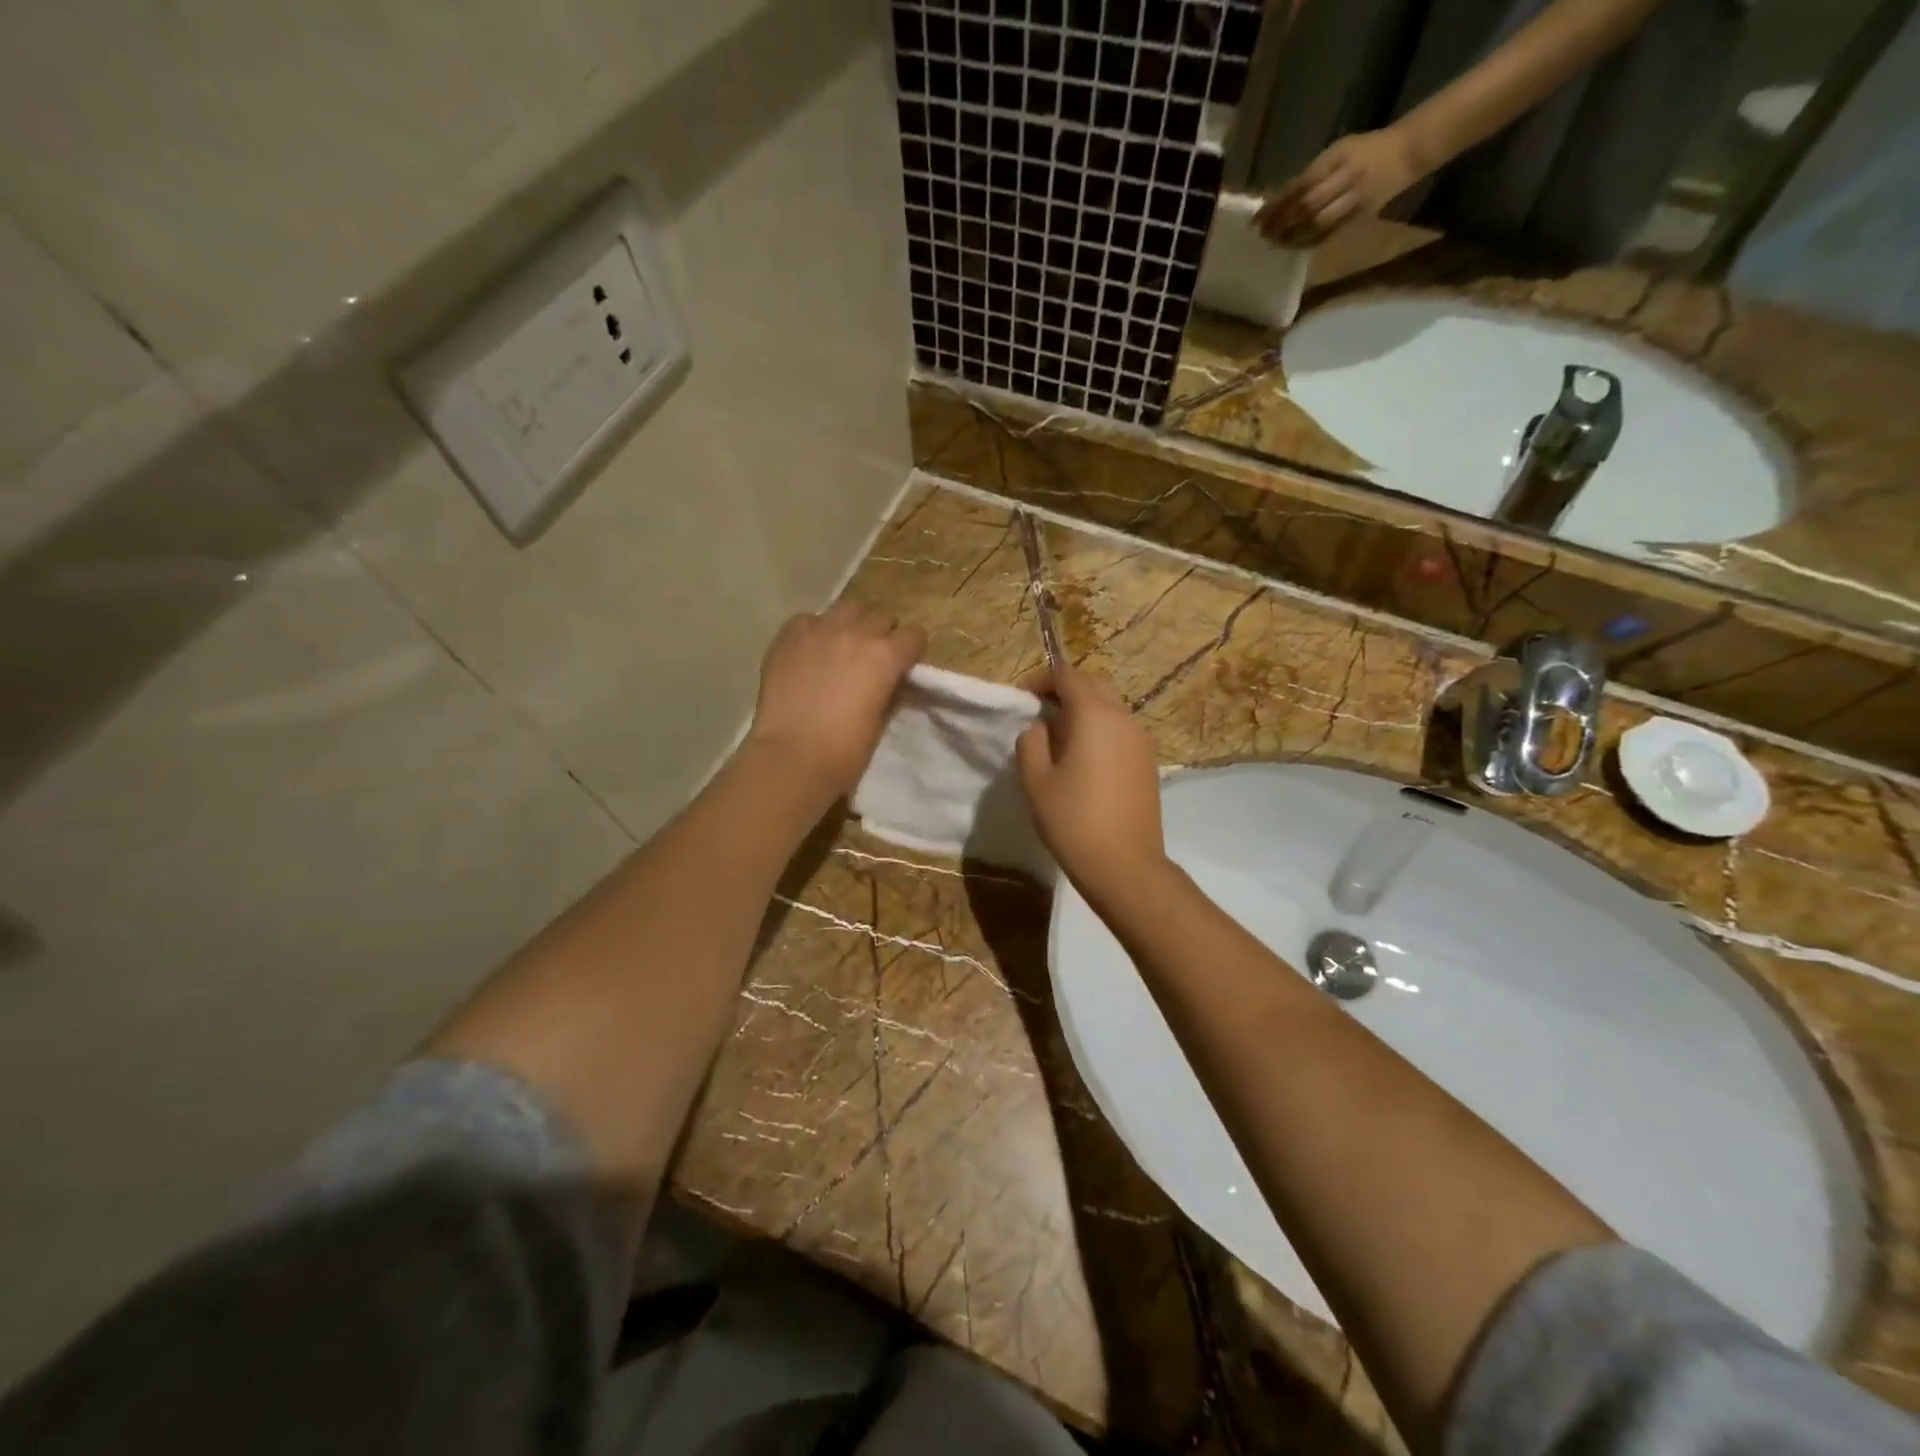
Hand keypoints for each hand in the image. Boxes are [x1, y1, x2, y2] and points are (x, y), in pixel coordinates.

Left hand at [747, 602, 924, 800]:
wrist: (792, 757)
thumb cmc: (845, 751)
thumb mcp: (881, 719)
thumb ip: (889, 689)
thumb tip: (890, 679)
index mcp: (886, 656)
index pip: (914, 636)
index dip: (910, 652)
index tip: (904, 666)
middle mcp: (856, 632)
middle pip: (881, 617)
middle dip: (882, 635)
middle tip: (871, 659)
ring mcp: (820, 630)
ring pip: (848, 608)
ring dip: (852, 624)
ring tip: (842, 647)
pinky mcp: (789, 635)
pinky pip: (810, 620)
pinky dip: (815, 631)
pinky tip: (810, 652)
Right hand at [1016, 667, 1169, 907]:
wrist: (1124, 865)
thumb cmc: (1073, 821)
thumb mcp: (1036, 781)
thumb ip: (1031, 742)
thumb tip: (1040, 726)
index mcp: (1094, 716)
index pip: (1068, 676)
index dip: (1042, 680)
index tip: (1023, 698)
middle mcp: (1123, 718)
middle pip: (1094, 685)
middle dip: (1066, 689)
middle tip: (1040, 711)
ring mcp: (1141, 740)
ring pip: (1111, 706)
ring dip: (1085, 709)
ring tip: (1059, 735)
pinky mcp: (1148, 761)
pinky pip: (1121, 729)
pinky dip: (1100, 728)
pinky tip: (1084, 756)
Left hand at [1256, 128, 1424, 245]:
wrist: (1406, 153)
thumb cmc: (1365, 150)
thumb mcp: (1338, 151)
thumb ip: (1312, 174)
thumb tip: (1278, 201)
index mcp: (1339, 157)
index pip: (1301, 184)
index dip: (1277, 204)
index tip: (1257, 219)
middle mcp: (1347, 178)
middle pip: (1307, 206)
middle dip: (1281, 223)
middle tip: (1263, 234)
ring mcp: (1354, 200)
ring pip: (1317, 224)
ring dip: (1292, 237)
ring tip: (1274, 242)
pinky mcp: (1358, 218)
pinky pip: (1328, 235)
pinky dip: (1307, 242)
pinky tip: (1293, 245)